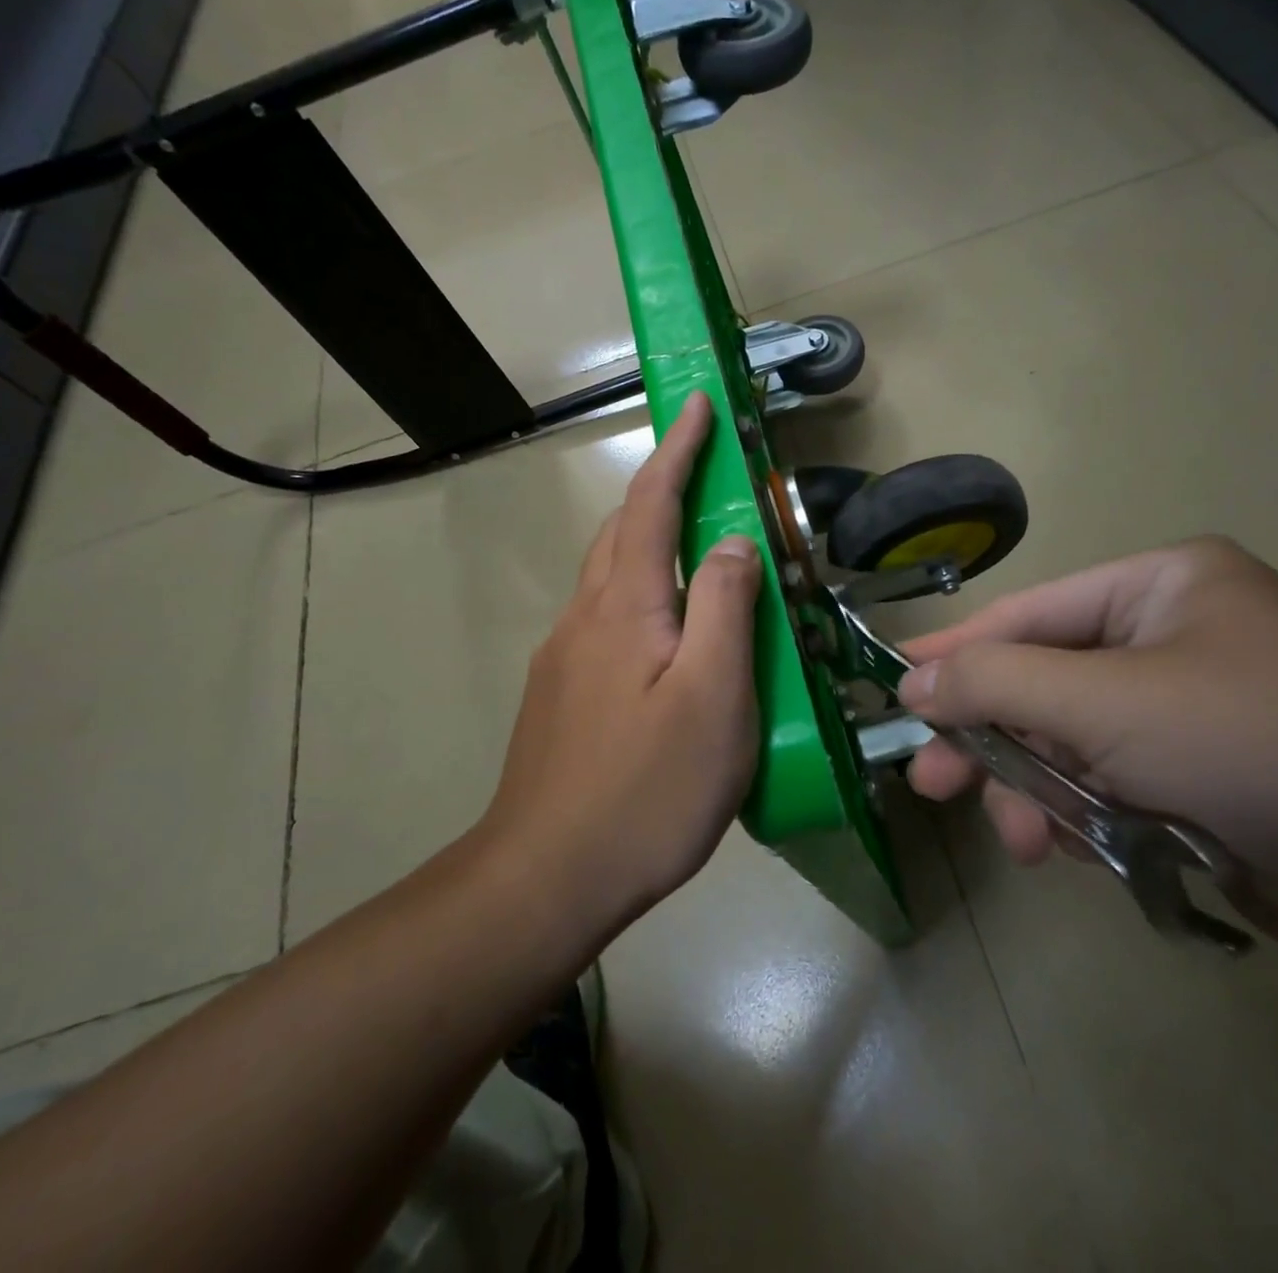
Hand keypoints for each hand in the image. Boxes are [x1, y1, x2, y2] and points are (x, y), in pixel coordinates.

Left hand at [482, 391, 763, 931]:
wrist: (546, 876)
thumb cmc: (647, 788)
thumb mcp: (713, 696)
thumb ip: (723, 607)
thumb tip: (732, 541)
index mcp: (625, 606)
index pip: (652, 503)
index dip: (677, 449)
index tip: (696, 402)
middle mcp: (585, 617)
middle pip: (621, 530)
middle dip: (659, 485)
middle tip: (704, 468)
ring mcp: (564, 657)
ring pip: (609, 575)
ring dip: (646, 538)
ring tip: (693, 542)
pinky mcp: (560, 694)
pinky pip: (604, 616)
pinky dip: (639, 591)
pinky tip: (662, 630)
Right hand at [897, 537, 1277, 977]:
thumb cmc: (1260, 737)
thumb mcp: (1109, 700)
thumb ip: (997, 684)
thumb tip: (912, 679)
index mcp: (1156, 589)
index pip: (1026, 615)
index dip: (954, 650)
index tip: (893, 685)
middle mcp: (1169, 643)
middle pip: (1043, 686)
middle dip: (991, 739)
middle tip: (932, 783)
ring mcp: (1188, 718)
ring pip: (1072, 749)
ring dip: (1039, 793)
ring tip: (1027, 841)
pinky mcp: (1203, 787)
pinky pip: (1112, 793)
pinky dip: (1087, 822)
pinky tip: (1081, 852)